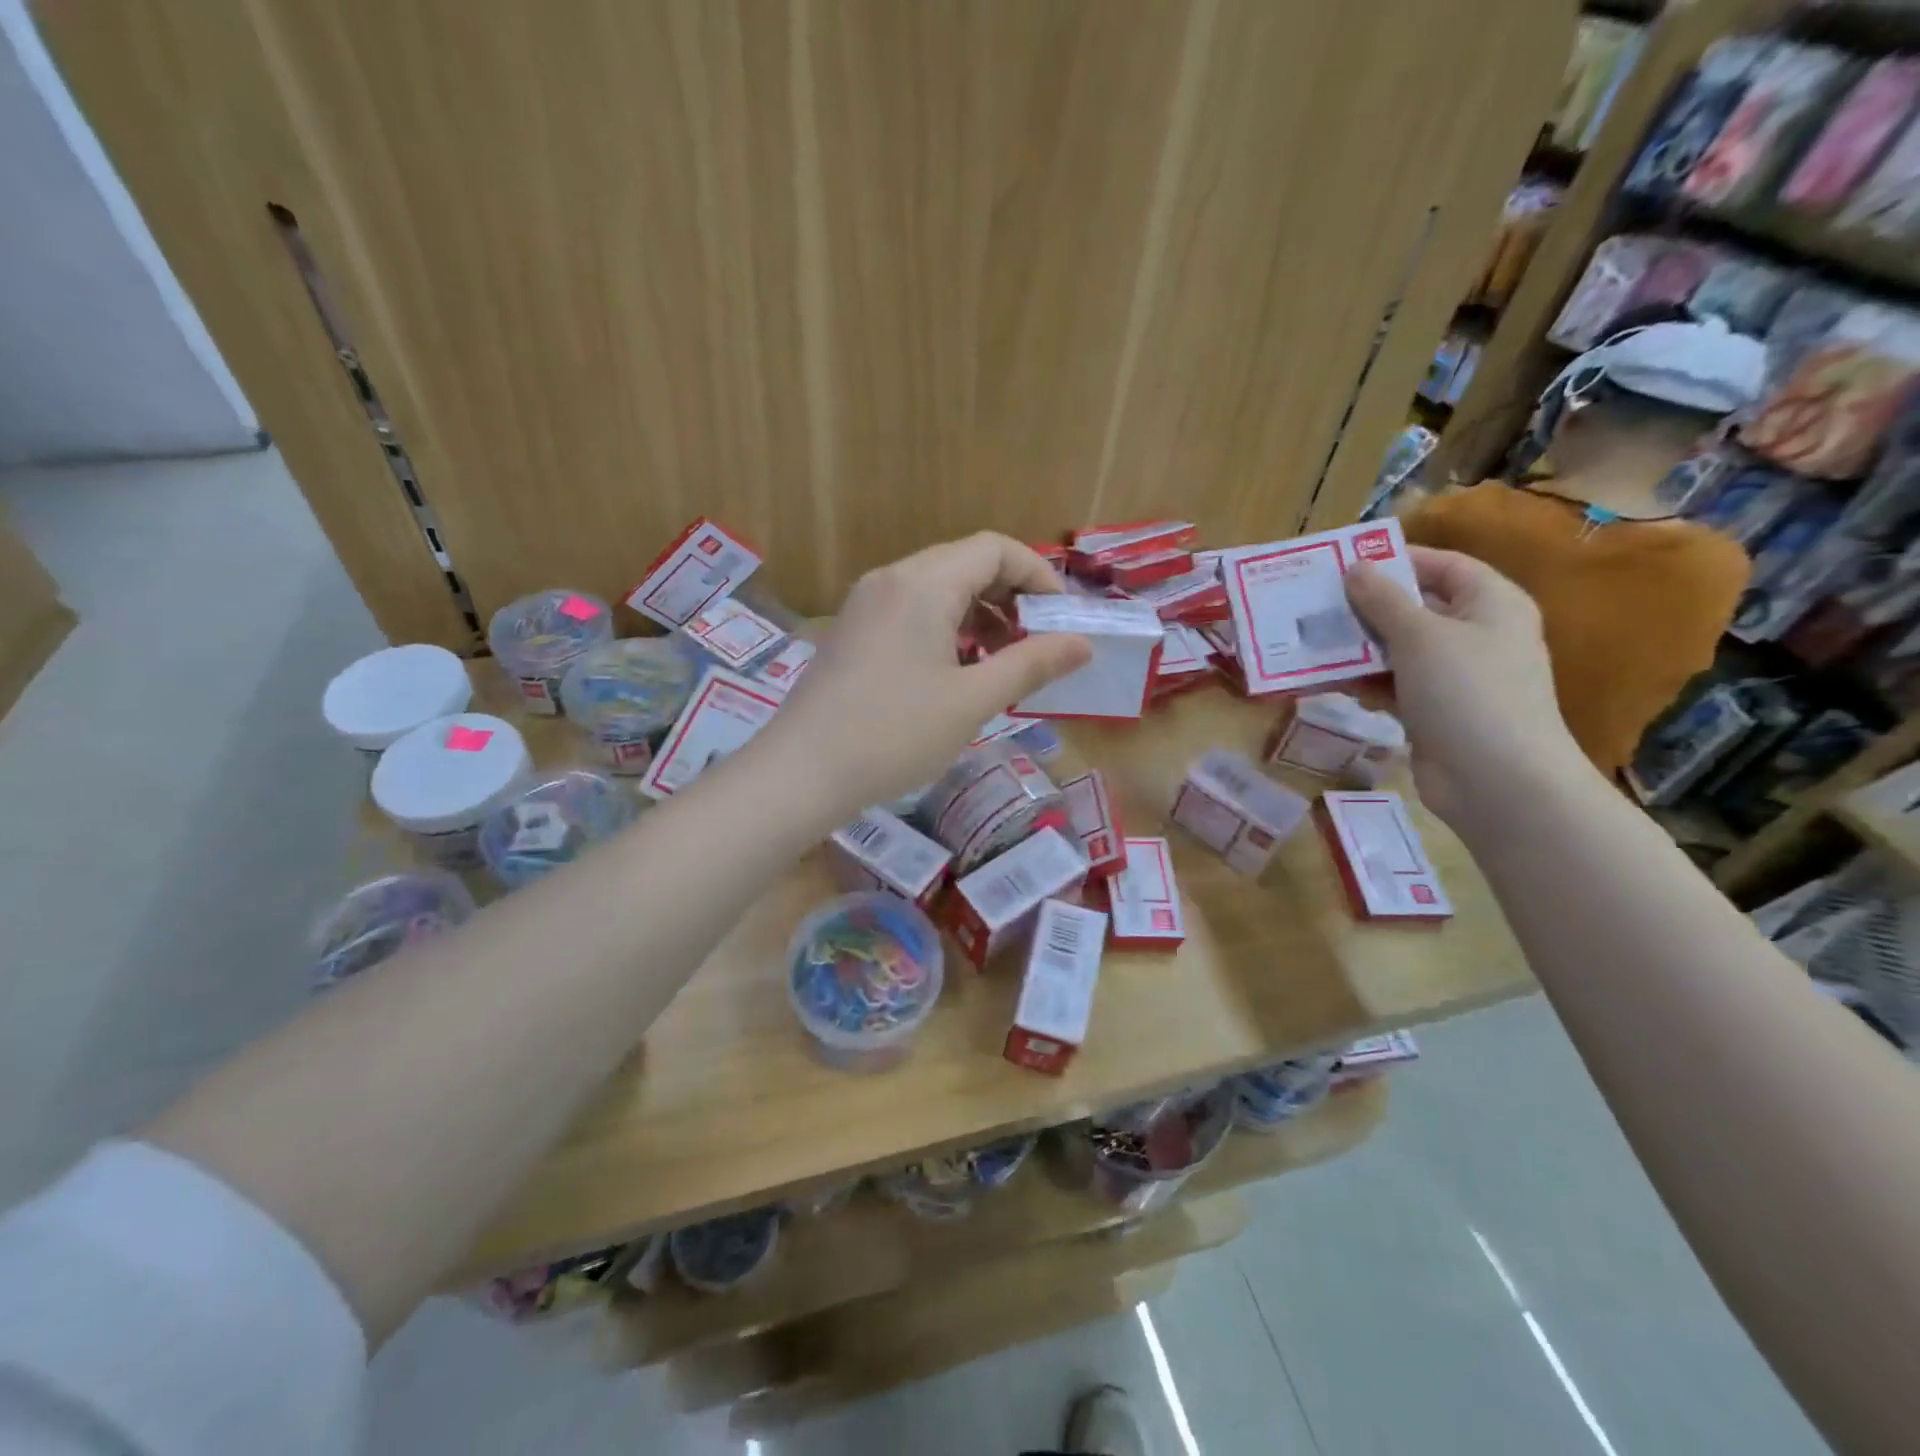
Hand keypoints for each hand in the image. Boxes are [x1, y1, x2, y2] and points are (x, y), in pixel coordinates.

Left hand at [766, 532, 1092, 810]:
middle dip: (1011, 598)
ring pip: (938, 591)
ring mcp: (865, 605)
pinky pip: (911, 613)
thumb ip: (1031, 665)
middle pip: (966, 564)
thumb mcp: (973, 701)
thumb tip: (1083, 644)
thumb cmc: (894, 734)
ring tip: (1002, 666)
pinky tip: (957, 674)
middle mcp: (891, 580)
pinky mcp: (852, 632)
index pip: (995, 549)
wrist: (801, 773)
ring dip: (979, 617)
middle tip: (1036, 647)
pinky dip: (946, 631)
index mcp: (922, 583)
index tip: (1062, 620)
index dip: (1038, 575)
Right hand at [1344, 546, 1585, 829]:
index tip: (1344, 564)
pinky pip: (1396, 686)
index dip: (1396, 561)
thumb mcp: (1419, 636)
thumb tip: (1354, 568)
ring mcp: (1457, 677)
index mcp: (1490, 603)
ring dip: (1360, 650)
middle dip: (1367, 609)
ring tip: (1314, 645)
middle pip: (1416, 608)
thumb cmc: (1466, 692)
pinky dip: (1368, 684)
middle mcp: (1477, 634)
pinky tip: (1335, 686)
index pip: (1442, 566)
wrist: (1496, 780)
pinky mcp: (1436, 712)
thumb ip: (1382, 600)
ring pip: (1400, 650)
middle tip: (1317, 606)